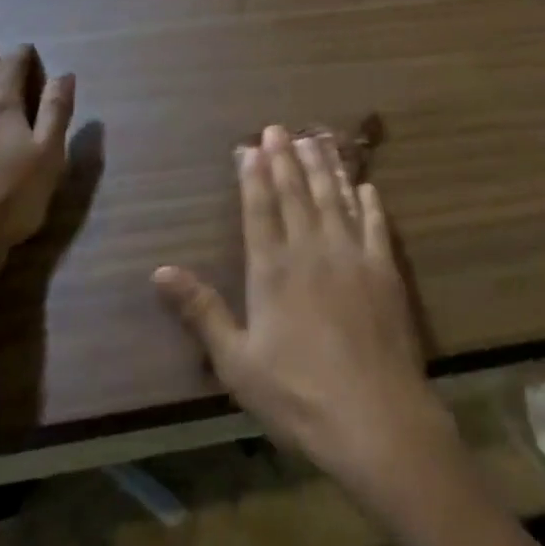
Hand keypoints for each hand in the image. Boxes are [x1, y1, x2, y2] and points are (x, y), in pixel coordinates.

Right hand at [153, 125, 456, 509]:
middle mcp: (312, 250)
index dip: (253, 174)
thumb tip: (159, 271)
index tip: (250, 146)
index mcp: (273, 269)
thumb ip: (201, 311)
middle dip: (285, 158)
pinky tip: (366, 186)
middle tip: (279, 128)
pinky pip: (376, 225)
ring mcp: (352, 256)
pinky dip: (369, 202)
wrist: (375, 417)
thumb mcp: (236, 361)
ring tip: (315, 140)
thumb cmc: (298, 394)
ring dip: (323, 168)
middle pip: (296, 194)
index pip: (259, 208)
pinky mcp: (385, 271)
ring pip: (335, 199)